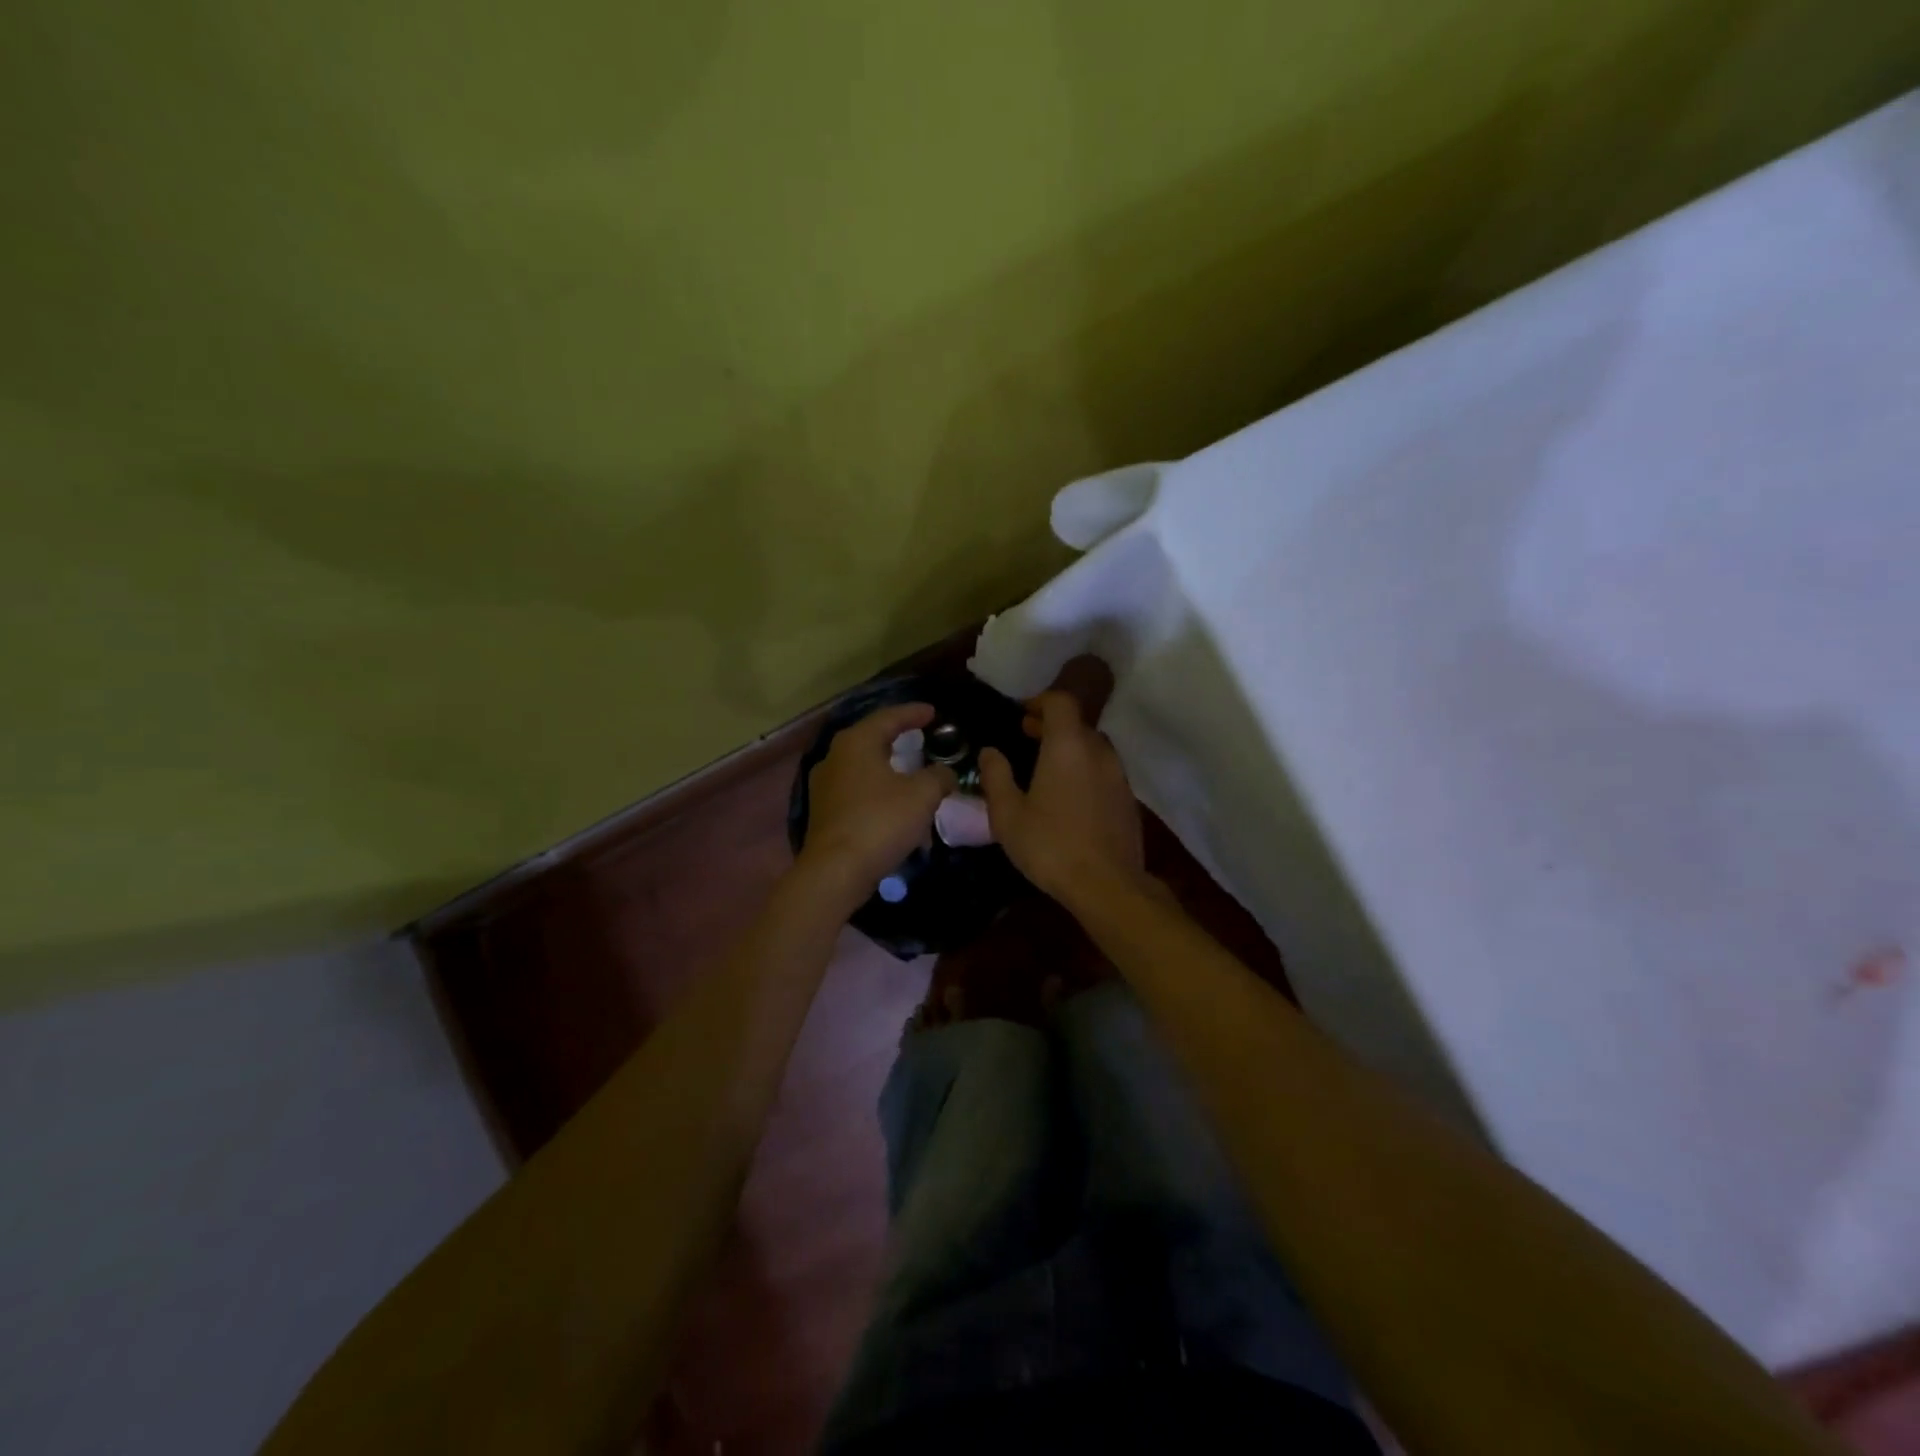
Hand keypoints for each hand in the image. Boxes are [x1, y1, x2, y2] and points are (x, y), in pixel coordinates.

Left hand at [800, 702, 955, 891]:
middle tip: (921, 736)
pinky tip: (894, 801)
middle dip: (897, 737)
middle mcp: (835, 757)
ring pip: (863, 766)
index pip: (888, 717)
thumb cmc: (880, 821)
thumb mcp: (922, 795)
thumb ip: (939, 776)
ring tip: (911, 770)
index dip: (913, 713)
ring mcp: (825, 785)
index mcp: (856, 742)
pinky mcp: (824, 812)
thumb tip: (945, 773)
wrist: (835, 871)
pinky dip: (878, 789)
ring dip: (888, 767)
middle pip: (871, 738)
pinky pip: (857, 790)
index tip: (933, 712)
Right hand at [978, 691, 1144, 903]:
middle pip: (1077, 723)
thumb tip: (989, 751)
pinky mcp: (1128, 800)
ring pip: (1093, 747)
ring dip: (1070, 748)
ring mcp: (1119, 776)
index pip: (1060, 702)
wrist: (1108, 885)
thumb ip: (996, 777)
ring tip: (1046, 767)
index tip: (1021, 714)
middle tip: (1026, 736)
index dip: (1040, 701)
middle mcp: (1099, 752)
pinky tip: (1069, 796)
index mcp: (1068, 746)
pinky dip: (1085, 770)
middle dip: (1051, 725)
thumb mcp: (1008, 815)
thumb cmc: (1051, 846)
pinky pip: (1104, 771)